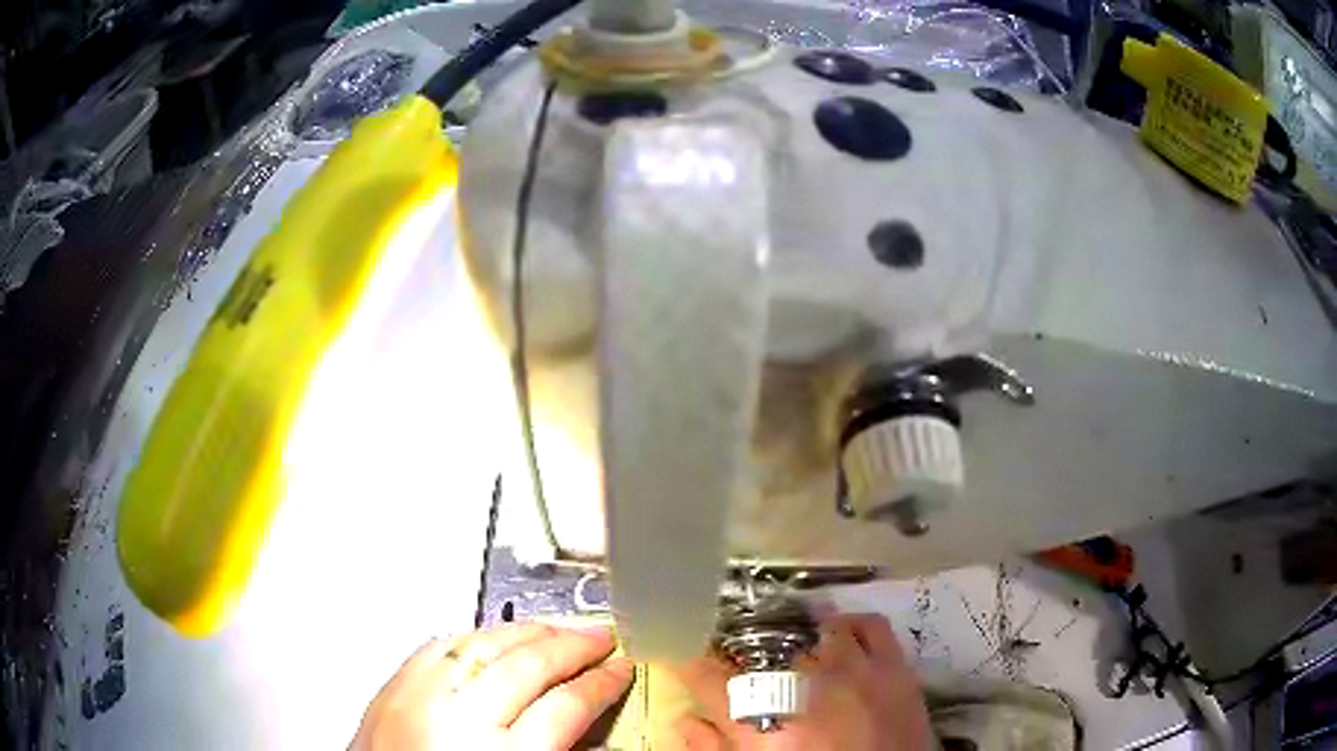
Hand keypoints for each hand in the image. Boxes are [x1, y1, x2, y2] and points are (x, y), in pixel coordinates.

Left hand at [353, 623, 634, 750]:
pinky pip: (438, 646)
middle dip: (573, 645)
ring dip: (527, 631)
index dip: (602, 683)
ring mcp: (420, 698)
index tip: (622, 669)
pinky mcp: (391, 689)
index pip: (567, 705)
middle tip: (601, 637)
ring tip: (556, 627)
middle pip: (528, 665)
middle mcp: (460, 720)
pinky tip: (492, 636)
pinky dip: (473, 636)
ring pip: (482, 645)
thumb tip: (591, 726)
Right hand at [675, 613, 932, 750]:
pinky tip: (841, 634)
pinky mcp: (895, 669)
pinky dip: (851, 623)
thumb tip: (686, 719)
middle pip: (760, 649)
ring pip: (816, 629)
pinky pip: (870, 626)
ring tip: (794, 646)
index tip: (680, 652)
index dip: (687, 660)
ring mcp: (856, 672)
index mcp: (763, 724)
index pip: (707, 677)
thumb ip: (714, 750)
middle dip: (742, 649)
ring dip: (798, 635)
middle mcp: (805, 689)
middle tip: (743, 659)